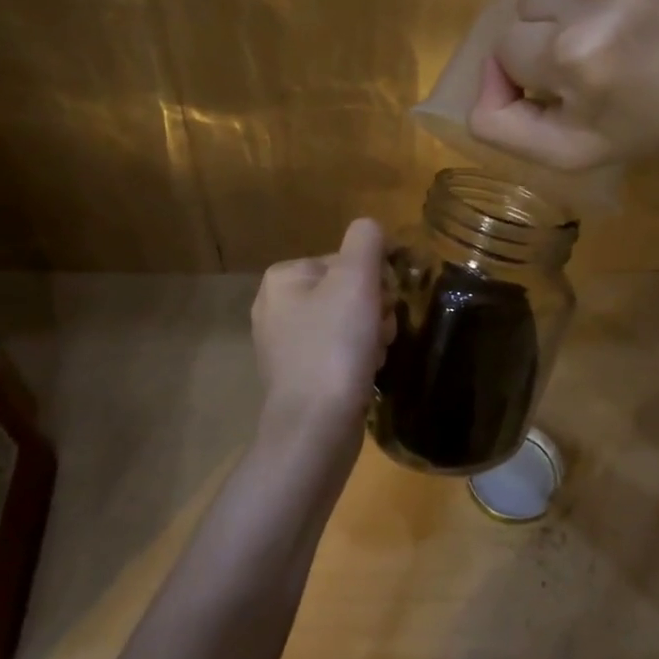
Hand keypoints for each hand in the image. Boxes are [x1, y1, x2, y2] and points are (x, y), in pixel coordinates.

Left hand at [251, 218, 394, 461]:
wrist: (315, 429)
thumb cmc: (335, 347)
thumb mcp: (356, 280)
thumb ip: (366, 241)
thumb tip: (372, 229)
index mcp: (282, 278)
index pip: (346, 261)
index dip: (374, 281)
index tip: (383, 305)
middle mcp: (275, 307)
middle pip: (347, 291)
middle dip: (373, 310)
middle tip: (379, 334)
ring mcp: (283, 345)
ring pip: (346, 322)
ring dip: (370, 335)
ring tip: (373, 356)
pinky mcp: (296, 377)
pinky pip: (337, 352)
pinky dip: (357, 359)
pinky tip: (364, 374)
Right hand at [468, 0, 658, 167]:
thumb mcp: (576, 151)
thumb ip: (503, 127)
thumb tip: (479, 79)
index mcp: (575, 55)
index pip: (507, 49)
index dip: (539, 68)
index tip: (584, 77)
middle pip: (528, 1)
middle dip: (555, 27)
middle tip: (609, 45)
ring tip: (624, 7)